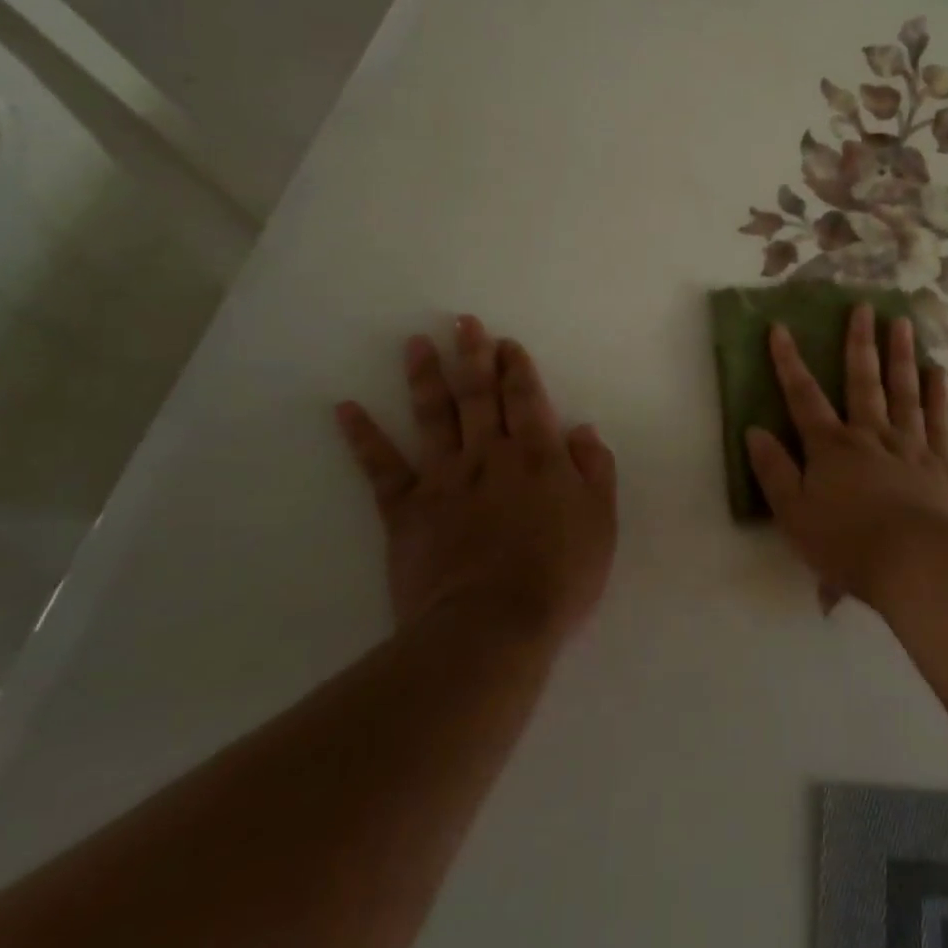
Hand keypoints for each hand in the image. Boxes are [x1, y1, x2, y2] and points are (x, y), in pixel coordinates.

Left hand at [335, 316, 617, 640]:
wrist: (493, 626)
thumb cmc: (560, 575)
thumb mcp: (601, 521)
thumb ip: (595, 469)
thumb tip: (581, 429)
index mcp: (539, 456)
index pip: (526, 398)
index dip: (516, 367)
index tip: (505, 342)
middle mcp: (490, 455)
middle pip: (480, 395)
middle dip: (473, 355)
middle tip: (463, 321)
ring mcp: (445, 479)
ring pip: (434, 417)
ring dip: (425, 377)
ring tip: (416, 343)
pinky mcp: (406, 510)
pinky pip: (381, 468)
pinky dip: (363, 437)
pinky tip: (346, 408)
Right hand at [747, 304, 947, 609]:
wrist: (917, 563)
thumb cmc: (847, 543)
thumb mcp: (794, 514)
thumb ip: (774, 471)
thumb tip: (754, 430)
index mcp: (831, 448)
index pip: (804, 397)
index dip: (789, 362)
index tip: (781, 328)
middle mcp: (870, 436)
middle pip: (863, 381)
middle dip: (859, 342)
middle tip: (864, 305)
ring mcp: (910, 446)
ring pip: (903, 391)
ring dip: (900, 355)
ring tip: (901, 322)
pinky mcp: (942, 465)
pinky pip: (938, 421)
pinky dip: (937, 395)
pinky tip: (937, 372)